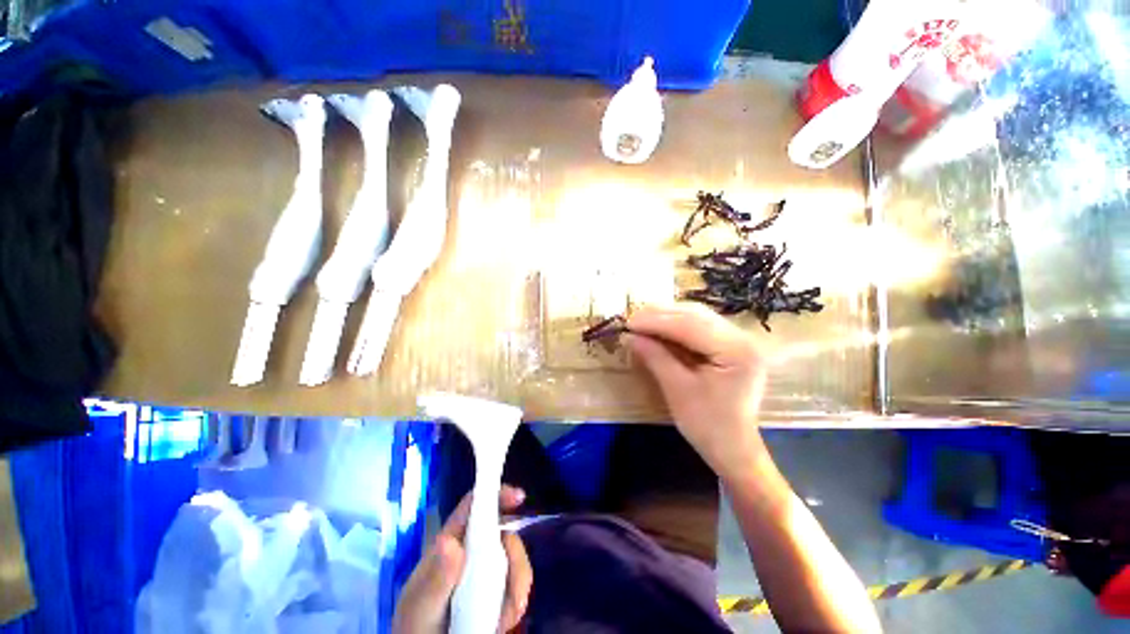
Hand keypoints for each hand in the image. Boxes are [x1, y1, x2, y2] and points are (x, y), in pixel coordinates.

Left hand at [393, 486, 531, 633]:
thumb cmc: (415, 625)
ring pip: (515, 558)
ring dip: (517, 584)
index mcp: (451, 541)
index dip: (496, 493)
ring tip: (503, 618)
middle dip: (515, 553)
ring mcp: (486, 571)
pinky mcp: (497, 592)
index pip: (474, 506)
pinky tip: (502, 623)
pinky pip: (518, 585)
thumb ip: (435, 579)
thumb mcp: (419, 606)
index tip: (519, 497)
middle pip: (504, 530)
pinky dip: (515, 604)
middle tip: (514, 588)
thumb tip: (449, 542)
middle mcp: (472, 550)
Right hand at [626, 303, 768, 479]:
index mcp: (736, 350)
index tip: (629, 322)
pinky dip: (677, 326)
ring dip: (668, 317)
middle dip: (661, 315)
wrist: (734, 449)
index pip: (690, 325)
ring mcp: (739, 340)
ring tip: (642, 321)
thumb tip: (630, 336)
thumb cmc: (707, 425)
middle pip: (696, 315)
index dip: (656, 322)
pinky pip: (701, 327)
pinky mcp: (731, 346)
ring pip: (698, 317)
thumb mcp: (678, 390)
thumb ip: (656, 357)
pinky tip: (660, 328)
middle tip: (633, 319)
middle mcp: (742, 337)